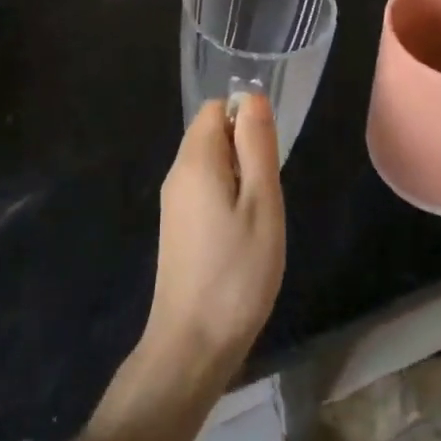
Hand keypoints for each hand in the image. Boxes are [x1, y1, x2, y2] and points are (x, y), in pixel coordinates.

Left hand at [71, 96, 283, 440]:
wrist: (193, 343)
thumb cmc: (237, 271)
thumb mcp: (262, 202)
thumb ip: (257, 145)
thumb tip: (251, 98)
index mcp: (195, 160)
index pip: (215, 109)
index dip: (245, 118)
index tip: (268, 156)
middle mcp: (177, 174)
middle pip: (210, 134)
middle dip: (244, 149)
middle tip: (267, 193)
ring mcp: (173, 203)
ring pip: (209, 164)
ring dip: (239, 177)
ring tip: (258, 218)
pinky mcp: (176, 228)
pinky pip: (204, 190)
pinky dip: (227, 198)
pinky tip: (242, 235)